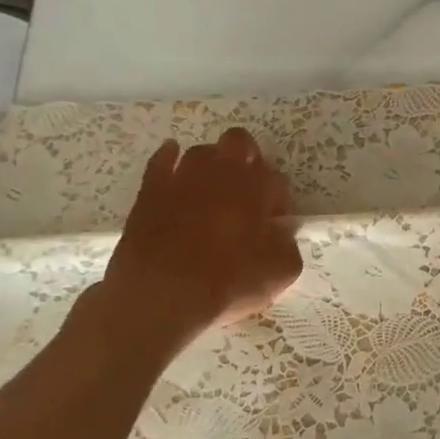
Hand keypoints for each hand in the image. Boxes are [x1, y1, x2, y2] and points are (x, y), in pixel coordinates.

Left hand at [98, 130, 303, 344]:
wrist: (160, 296)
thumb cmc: (227, 283)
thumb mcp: (280, 272)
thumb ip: (288, 244)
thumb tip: (281, 231)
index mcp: (257, 188)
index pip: (276, 178)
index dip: (277, 199)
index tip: (272, 222)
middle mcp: (223, 173)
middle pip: (240, 142)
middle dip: (247, 159)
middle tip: (247, 191)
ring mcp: (184, 177)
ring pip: (202, 151)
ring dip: (211, 163)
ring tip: (211, 189)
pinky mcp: (151, 190)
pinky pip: (162, 159)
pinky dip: (171, 157)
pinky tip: (174, 162)